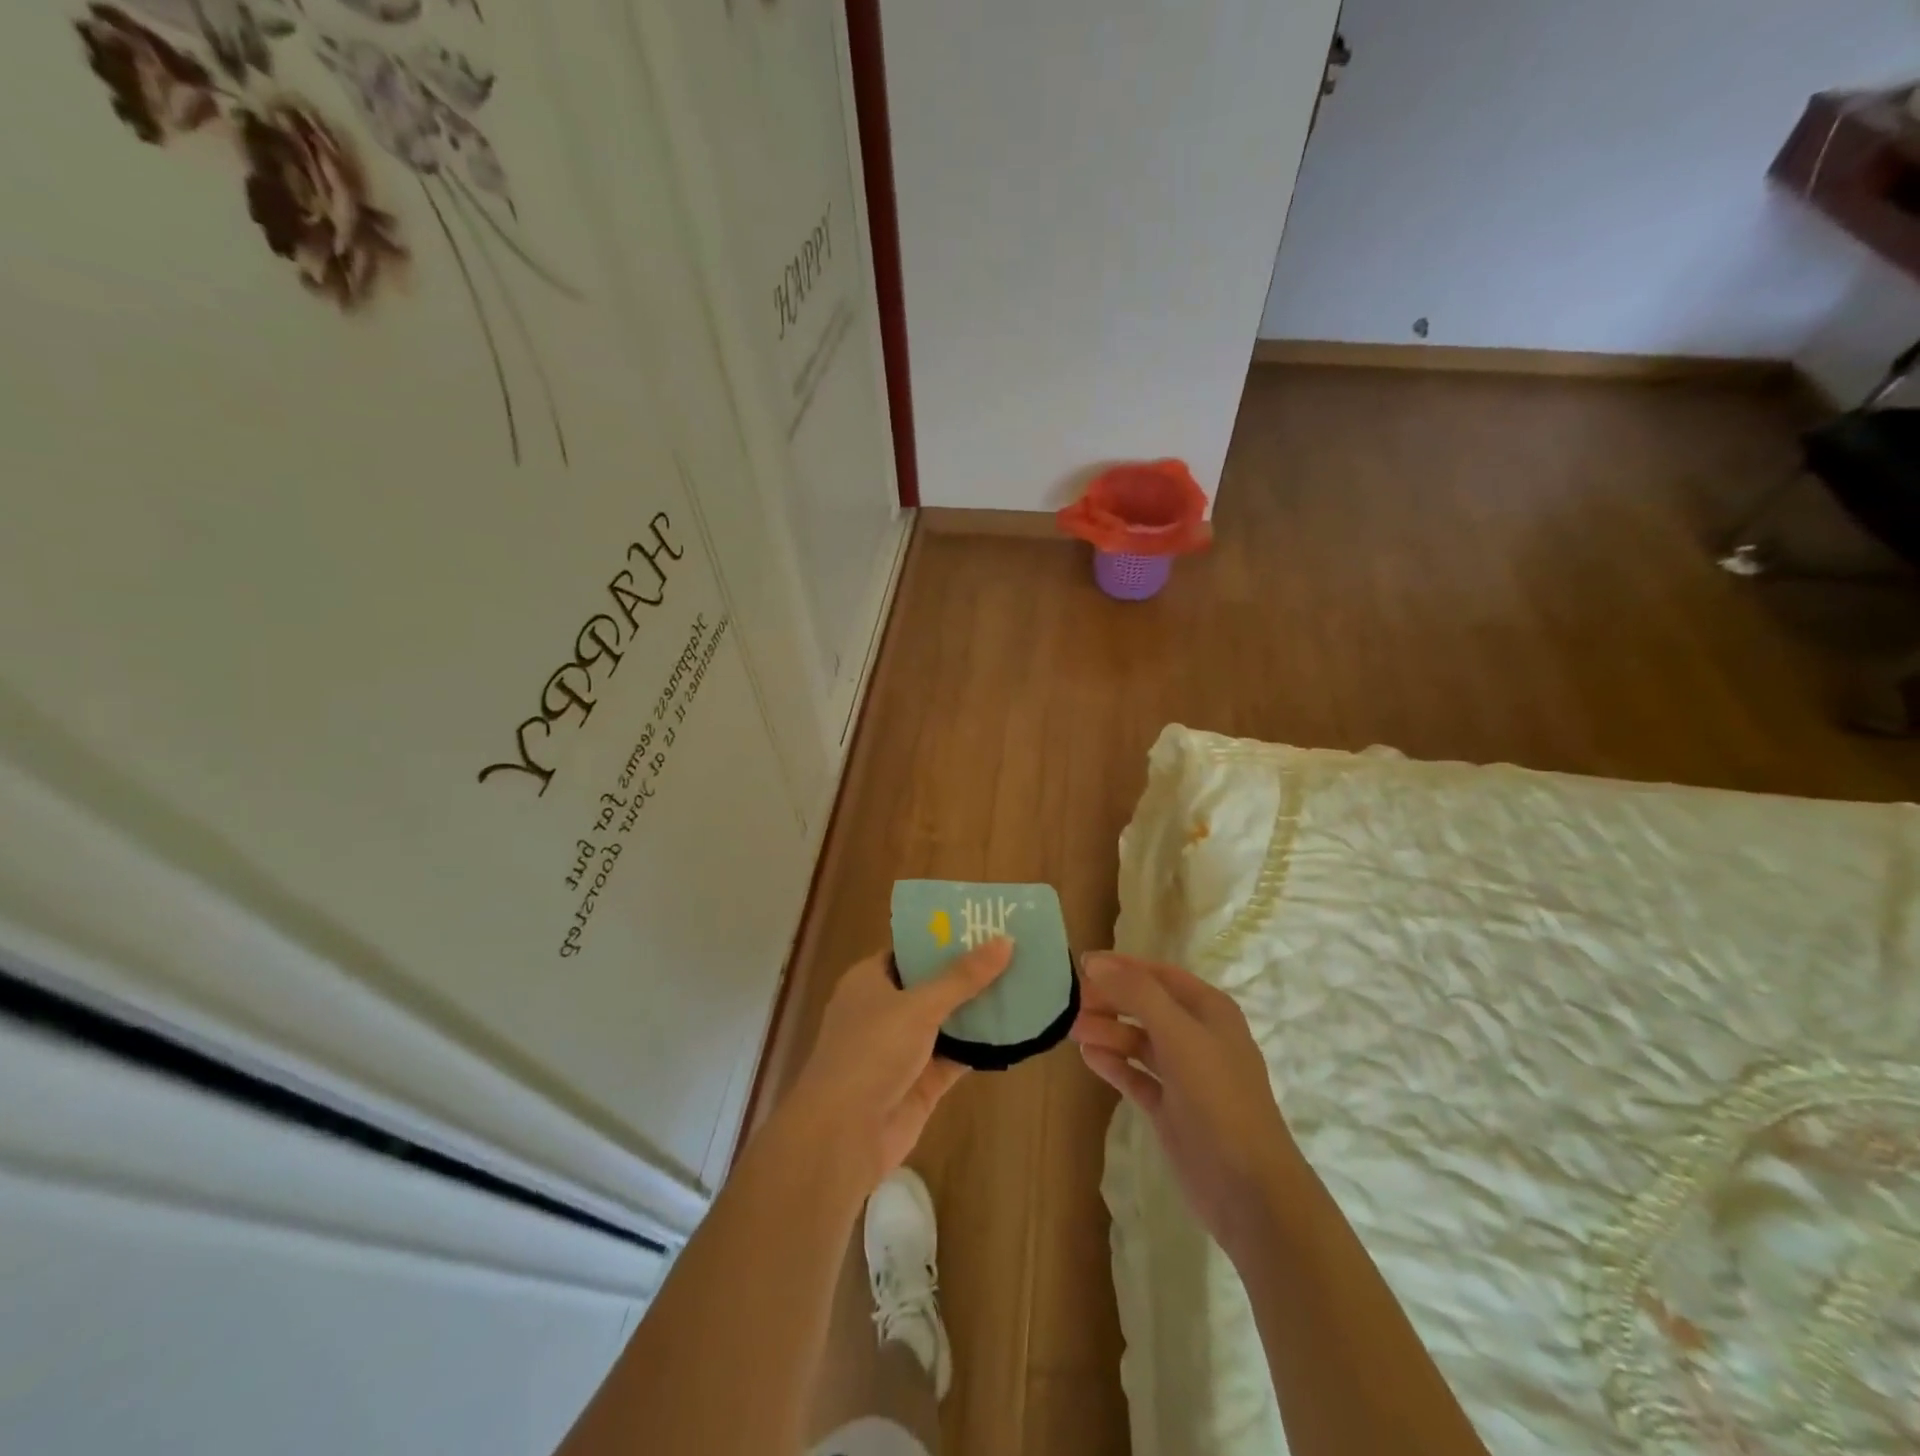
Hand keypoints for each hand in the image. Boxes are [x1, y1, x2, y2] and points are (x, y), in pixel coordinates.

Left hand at [784, 938, 1013, 1195]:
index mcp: (869, 980)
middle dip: (967, 971)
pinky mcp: (921, 1081)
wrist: (844, 1134)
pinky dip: (980, 1045)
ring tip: (1023, 982)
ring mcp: (903, 1048)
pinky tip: (1015, 1029)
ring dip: (978, 1008)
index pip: (908, 950)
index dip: (942, 937)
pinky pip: (956, 1055)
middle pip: (931, 984)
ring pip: (947, 1020)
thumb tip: (1005, 940)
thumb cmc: (871, 1051)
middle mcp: (884, 1010)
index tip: (982, 924)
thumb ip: (962, 977)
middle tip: (1013, 949)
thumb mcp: (919, 1006)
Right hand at [1072, 951, 1302, 1265]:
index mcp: (1210, 1011)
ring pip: (1138, 1041)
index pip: (1159, 974)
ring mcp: (1185, 1075)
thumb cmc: (1218, 1098)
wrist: (1249, 1190)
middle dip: (1111, 1000)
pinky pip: (1136, 1075)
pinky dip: (1113, 1064)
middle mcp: (1198, 1036)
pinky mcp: (1171, 1109)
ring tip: (1071, 1028)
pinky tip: (1088, 1056)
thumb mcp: (1179, 1035)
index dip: (1122, 967)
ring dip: (1107, 1030)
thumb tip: (1095, 962)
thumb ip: (1137, 993)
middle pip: (1146, 1006)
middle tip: (1070, 1000)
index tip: (1081, 964)